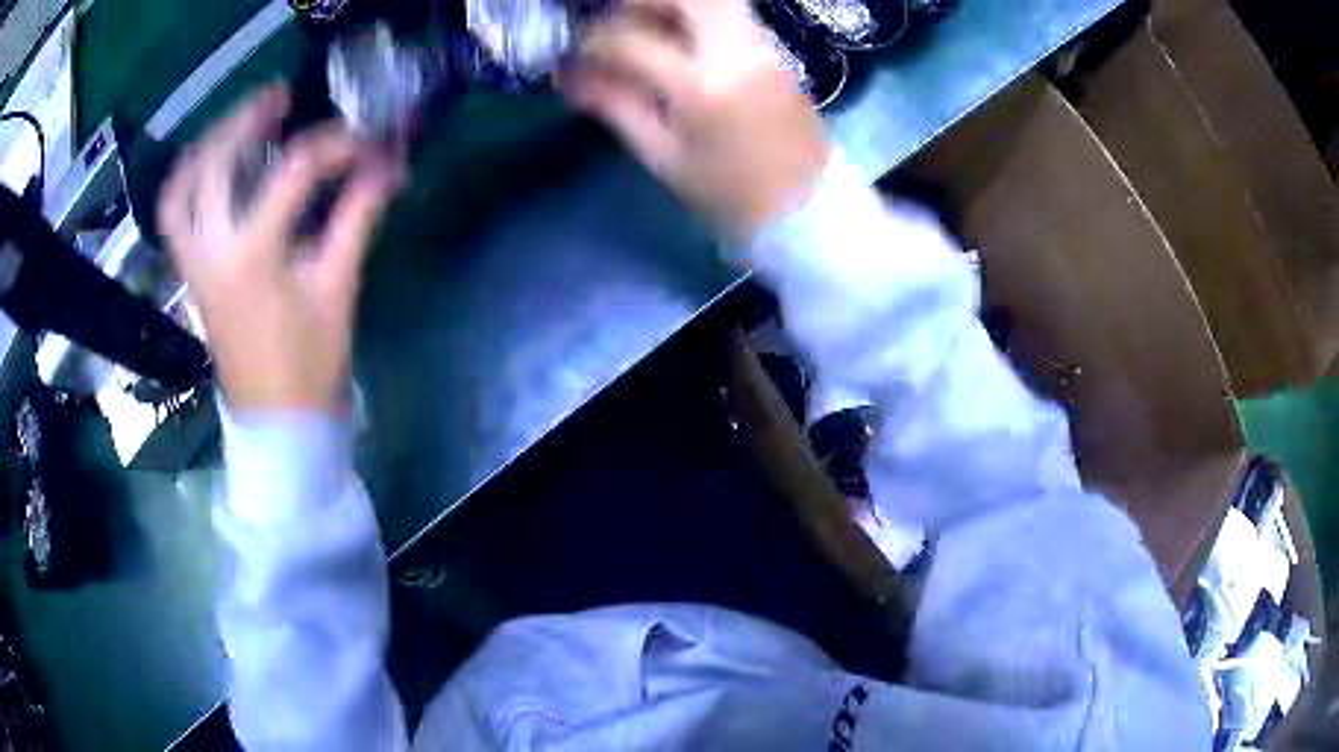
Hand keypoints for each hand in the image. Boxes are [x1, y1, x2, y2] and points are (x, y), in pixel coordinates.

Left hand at [159, 85, 403, 413]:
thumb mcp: (338, 288)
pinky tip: (210, 167)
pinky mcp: (191, 274)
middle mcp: (212, 250)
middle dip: (248, 120)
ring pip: (182, 188)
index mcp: (253, 255)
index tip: (366, 140)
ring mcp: (194, 263)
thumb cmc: (310, 365)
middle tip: (281, 98)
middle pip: (218, 163)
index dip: (335, 145)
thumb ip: (357, 216)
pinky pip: (174, 217)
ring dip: (208, 146)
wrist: (276, 424)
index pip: (293, 172)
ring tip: (238, 123)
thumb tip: (386, 165)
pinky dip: (187, 183)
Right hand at [557, 0, 828, 238]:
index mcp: (702, 84)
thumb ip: (617, 107)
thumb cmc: (730, 196)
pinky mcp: (775, 51)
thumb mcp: (664, 157)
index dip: (591, 43)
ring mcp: (762, 46)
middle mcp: (736, 50)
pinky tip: (676, 38)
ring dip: (671, 4)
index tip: (573, 56)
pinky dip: (696, 15)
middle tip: (613, 19)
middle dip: (639, 0)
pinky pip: (730, 14)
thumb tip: (570, 76)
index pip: (631, 41)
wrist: (807, 209)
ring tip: (642, 25)